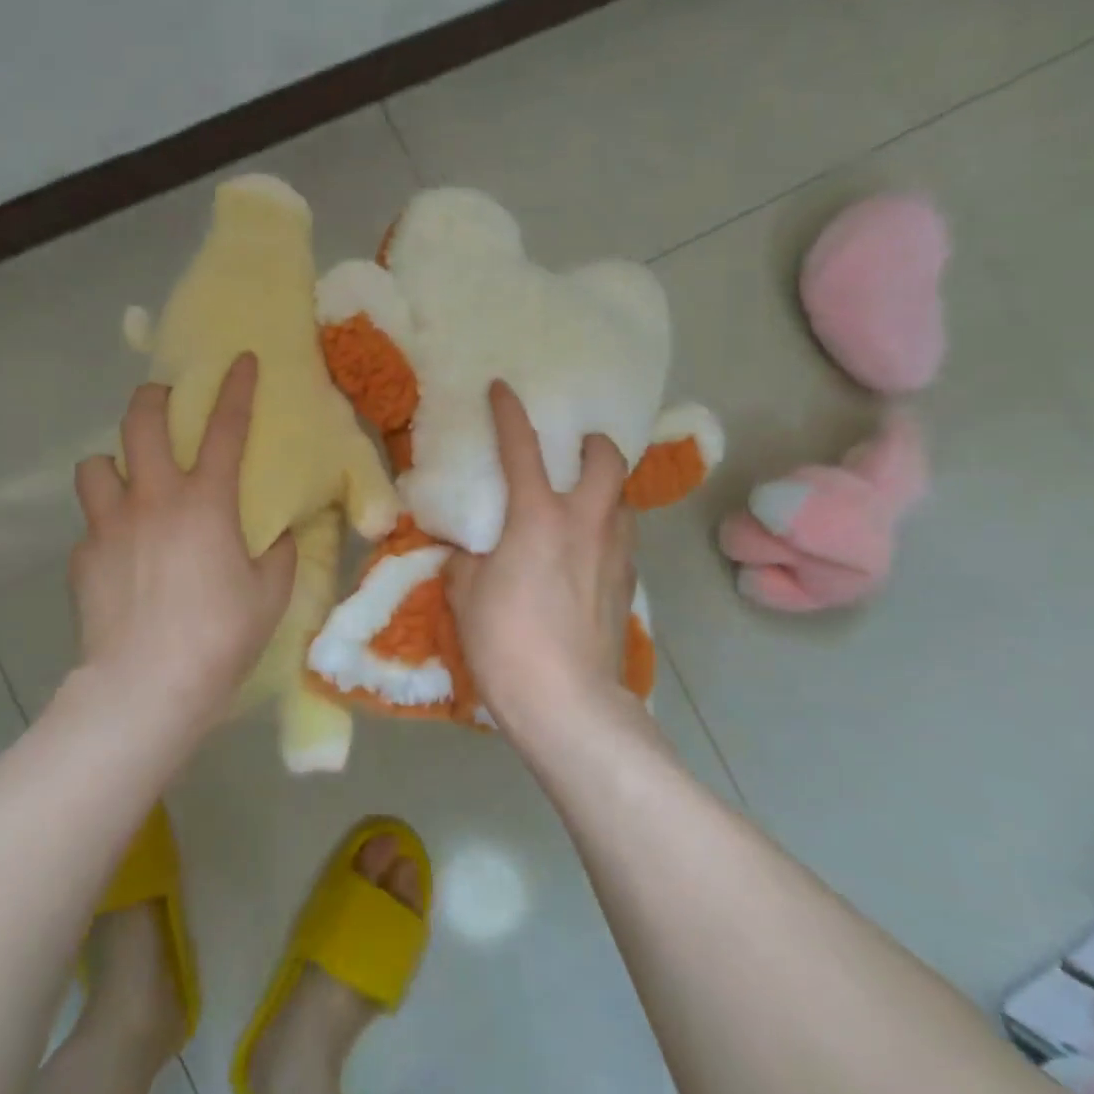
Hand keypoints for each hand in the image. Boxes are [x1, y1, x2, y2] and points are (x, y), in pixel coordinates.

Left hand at [69, 355, 295, 727]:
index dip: (237, 389)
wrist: (145, 687)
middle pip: (139, 422)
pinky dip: (106, 528)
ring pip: (95, 465)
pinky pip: (91, 525)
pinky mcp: (82, 558)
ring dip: (113, 466)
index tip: (241, 359)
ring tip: (127, 485)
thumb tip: (281, 534)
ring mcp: (110, 525)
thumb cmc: (219, 636)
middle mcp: (154, 499)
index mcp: (206, 502)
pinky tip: (120, 555)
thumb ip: (280, 553)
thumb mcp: (270, 594)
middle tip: (161, 402)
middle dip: (151, 398)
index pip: (225, 428)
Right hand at [445, 381, 637, 735]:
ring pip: (622, 502)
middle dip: (595, 445)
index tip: (503, 388)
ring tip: (581, 503)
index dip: (510, 412)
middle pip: (608, 462)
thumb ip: (469, 561)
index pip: (523, 448)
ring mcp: (615, 555)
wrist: (569, 705)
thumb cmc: (506, 643)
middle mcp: (586, 523)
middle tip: (576, 450)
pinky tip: (587, 554)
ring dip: (604, 491)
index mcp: (538, 517)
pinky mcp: (629, 587)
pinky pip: (621, 541)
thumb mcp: (465, 595)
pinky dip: (606, 532)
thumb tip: (474, 551)